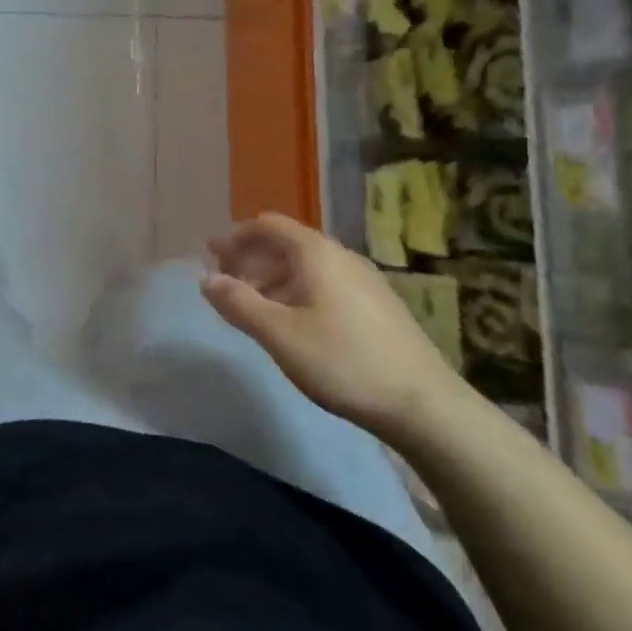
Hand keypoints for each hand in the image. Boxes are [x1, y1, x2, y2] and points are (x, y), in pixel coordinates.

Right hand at [200, 212, 466, 443]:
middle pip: (286, 243)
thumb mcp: (279, 335)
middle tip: (224, 281)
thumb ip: (238, 303)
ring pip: (306, 266)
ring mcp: (364, 281)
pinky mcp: (377, 306)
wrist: (425, 405)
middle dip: (251, 258)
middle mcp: (341, 257)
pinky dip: (297, 291)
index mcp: (317, 254)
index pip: (269, 225)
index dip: (236, 236)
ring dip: (272, 277)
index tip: (213, 256)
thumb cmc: (343, 362)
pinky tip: (292, 322)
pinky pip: (325, 283)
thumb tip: (206, 279)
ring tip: (252, 305)